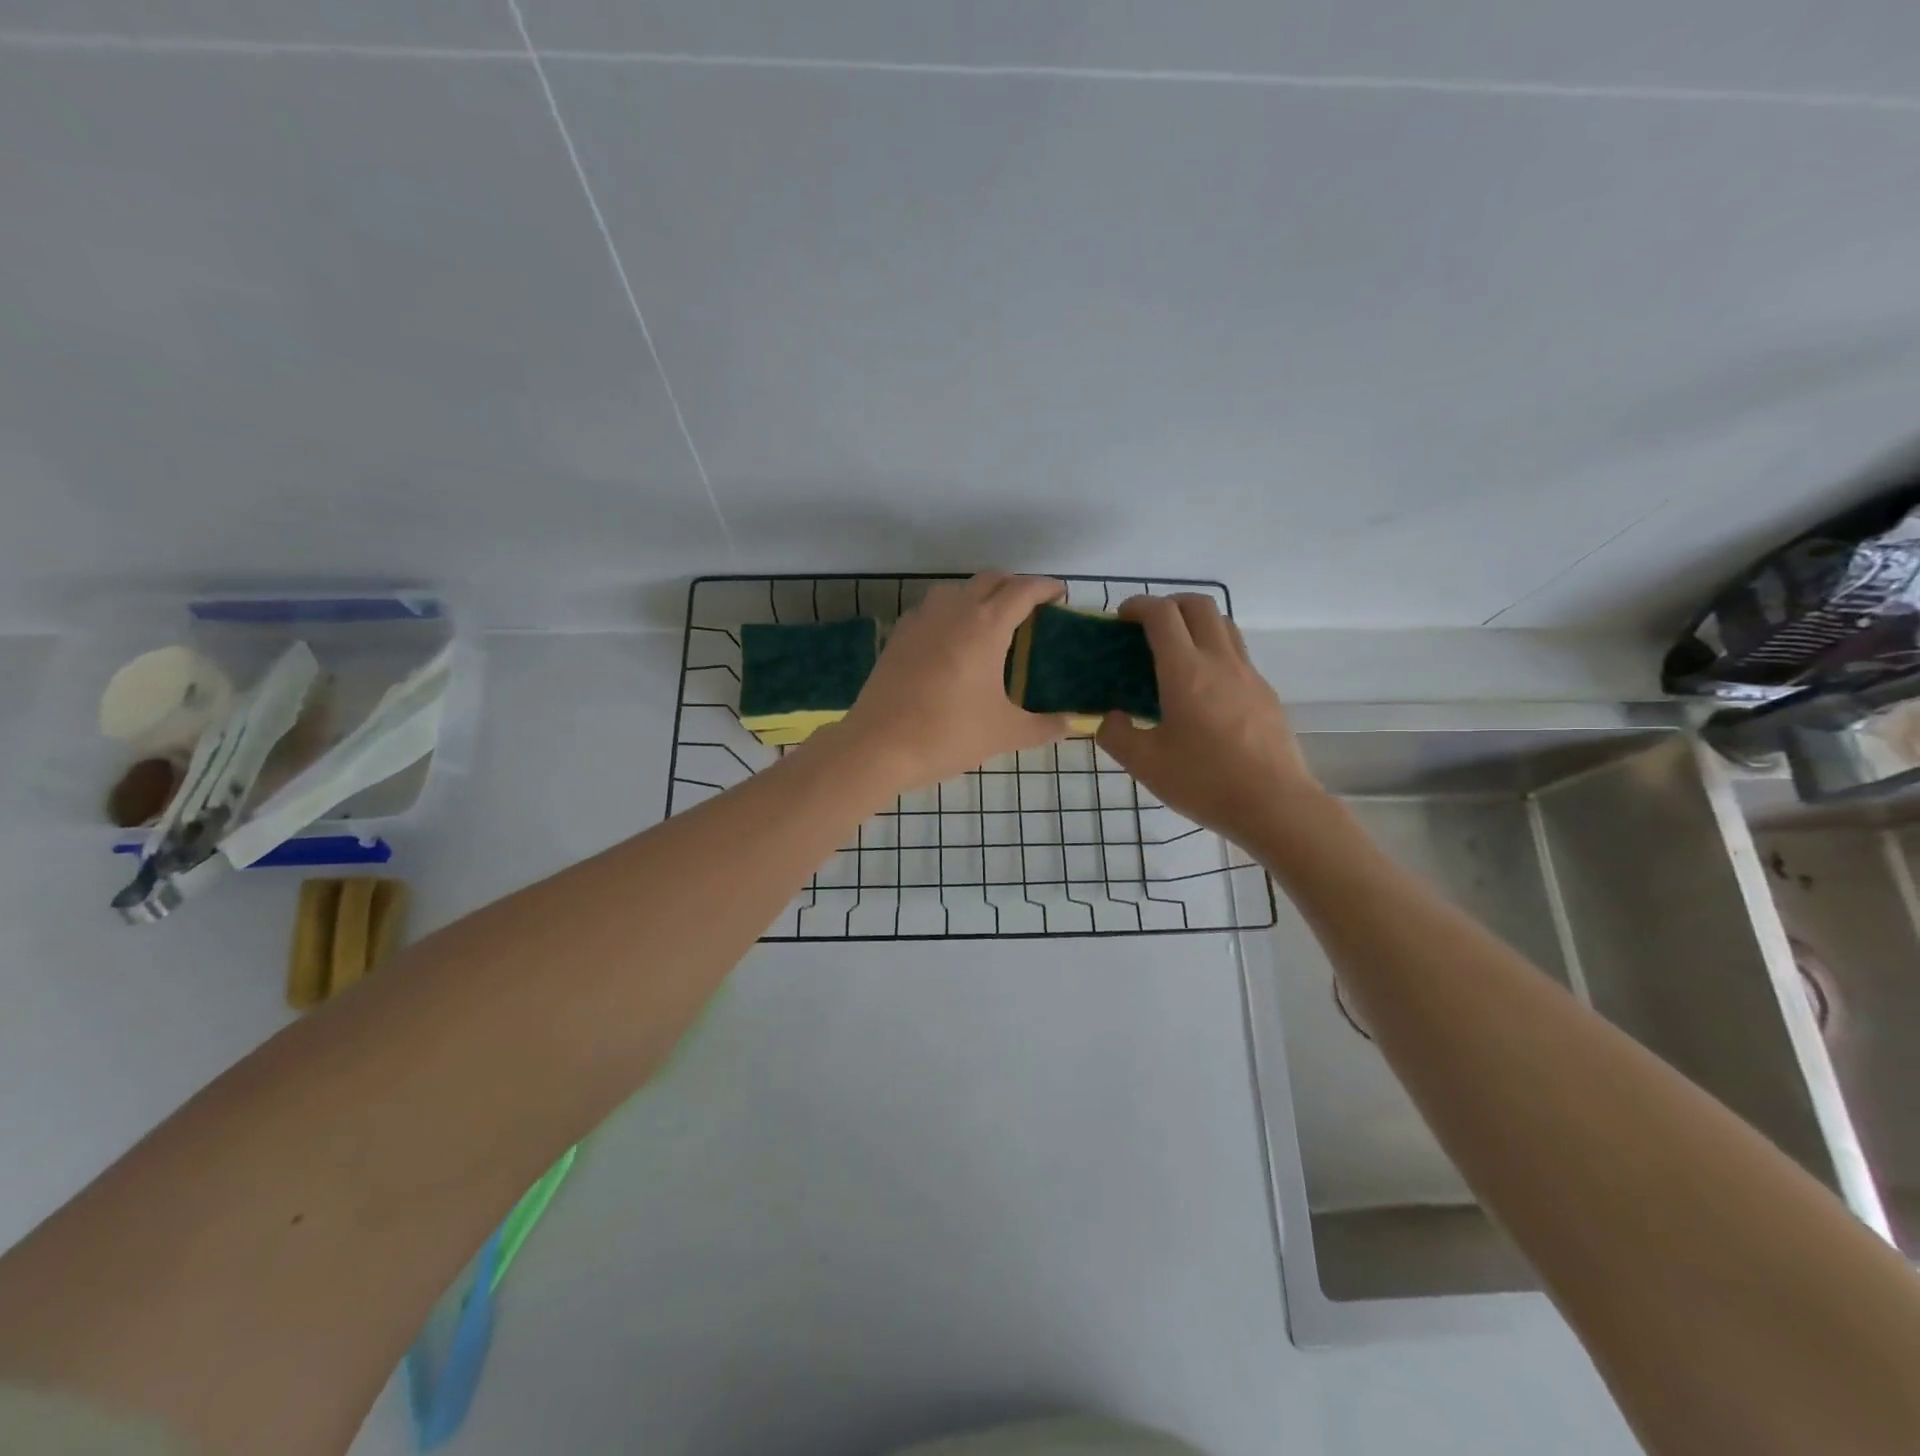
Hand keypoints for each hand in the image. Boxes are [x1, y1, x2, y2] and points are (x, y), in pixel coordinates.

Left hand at [837, 574, 1071, 791]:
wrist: (879, 745)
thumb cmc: (948, 734)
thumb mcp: (1005, 733)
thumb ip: (1045, 727)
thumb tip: (1073, 725)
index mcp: (986, 626)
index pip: (1023, 590)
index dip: (1046, 588)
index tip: (1060, 596)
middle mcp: (954, 610)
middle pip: (990, 580)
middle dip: (1014, 586)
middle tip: (1030, 610)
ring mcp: (921, 619)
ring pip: (956, 590)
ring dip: (979, 595)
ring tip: (991, 624)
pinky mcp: (898, 635)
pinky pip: (931, 610)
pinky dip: (949, 614)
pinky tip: (952, 643)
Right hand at [1097, 594, 1324, 843]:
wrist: (1275, 805)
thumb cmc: (1205, 782)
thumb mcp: (1145, 765)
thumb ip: (1117, 735)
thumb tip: (1110, 719)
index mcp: (1186, 672)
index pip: (1162, 615)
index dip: (1138, 606)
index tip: (1121, 618)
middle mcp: (1220, 661)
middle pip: (1198, 605)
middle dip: (1168, 604)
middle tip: (1147, 628)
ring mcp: (1249, 675)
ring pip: (1224, 625)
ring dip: (1196, 623)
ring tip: (1176, 652)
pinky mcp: (1266, 693)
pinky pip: (1238, 654)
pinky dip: (1215, 651)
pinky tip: (1203, 689)